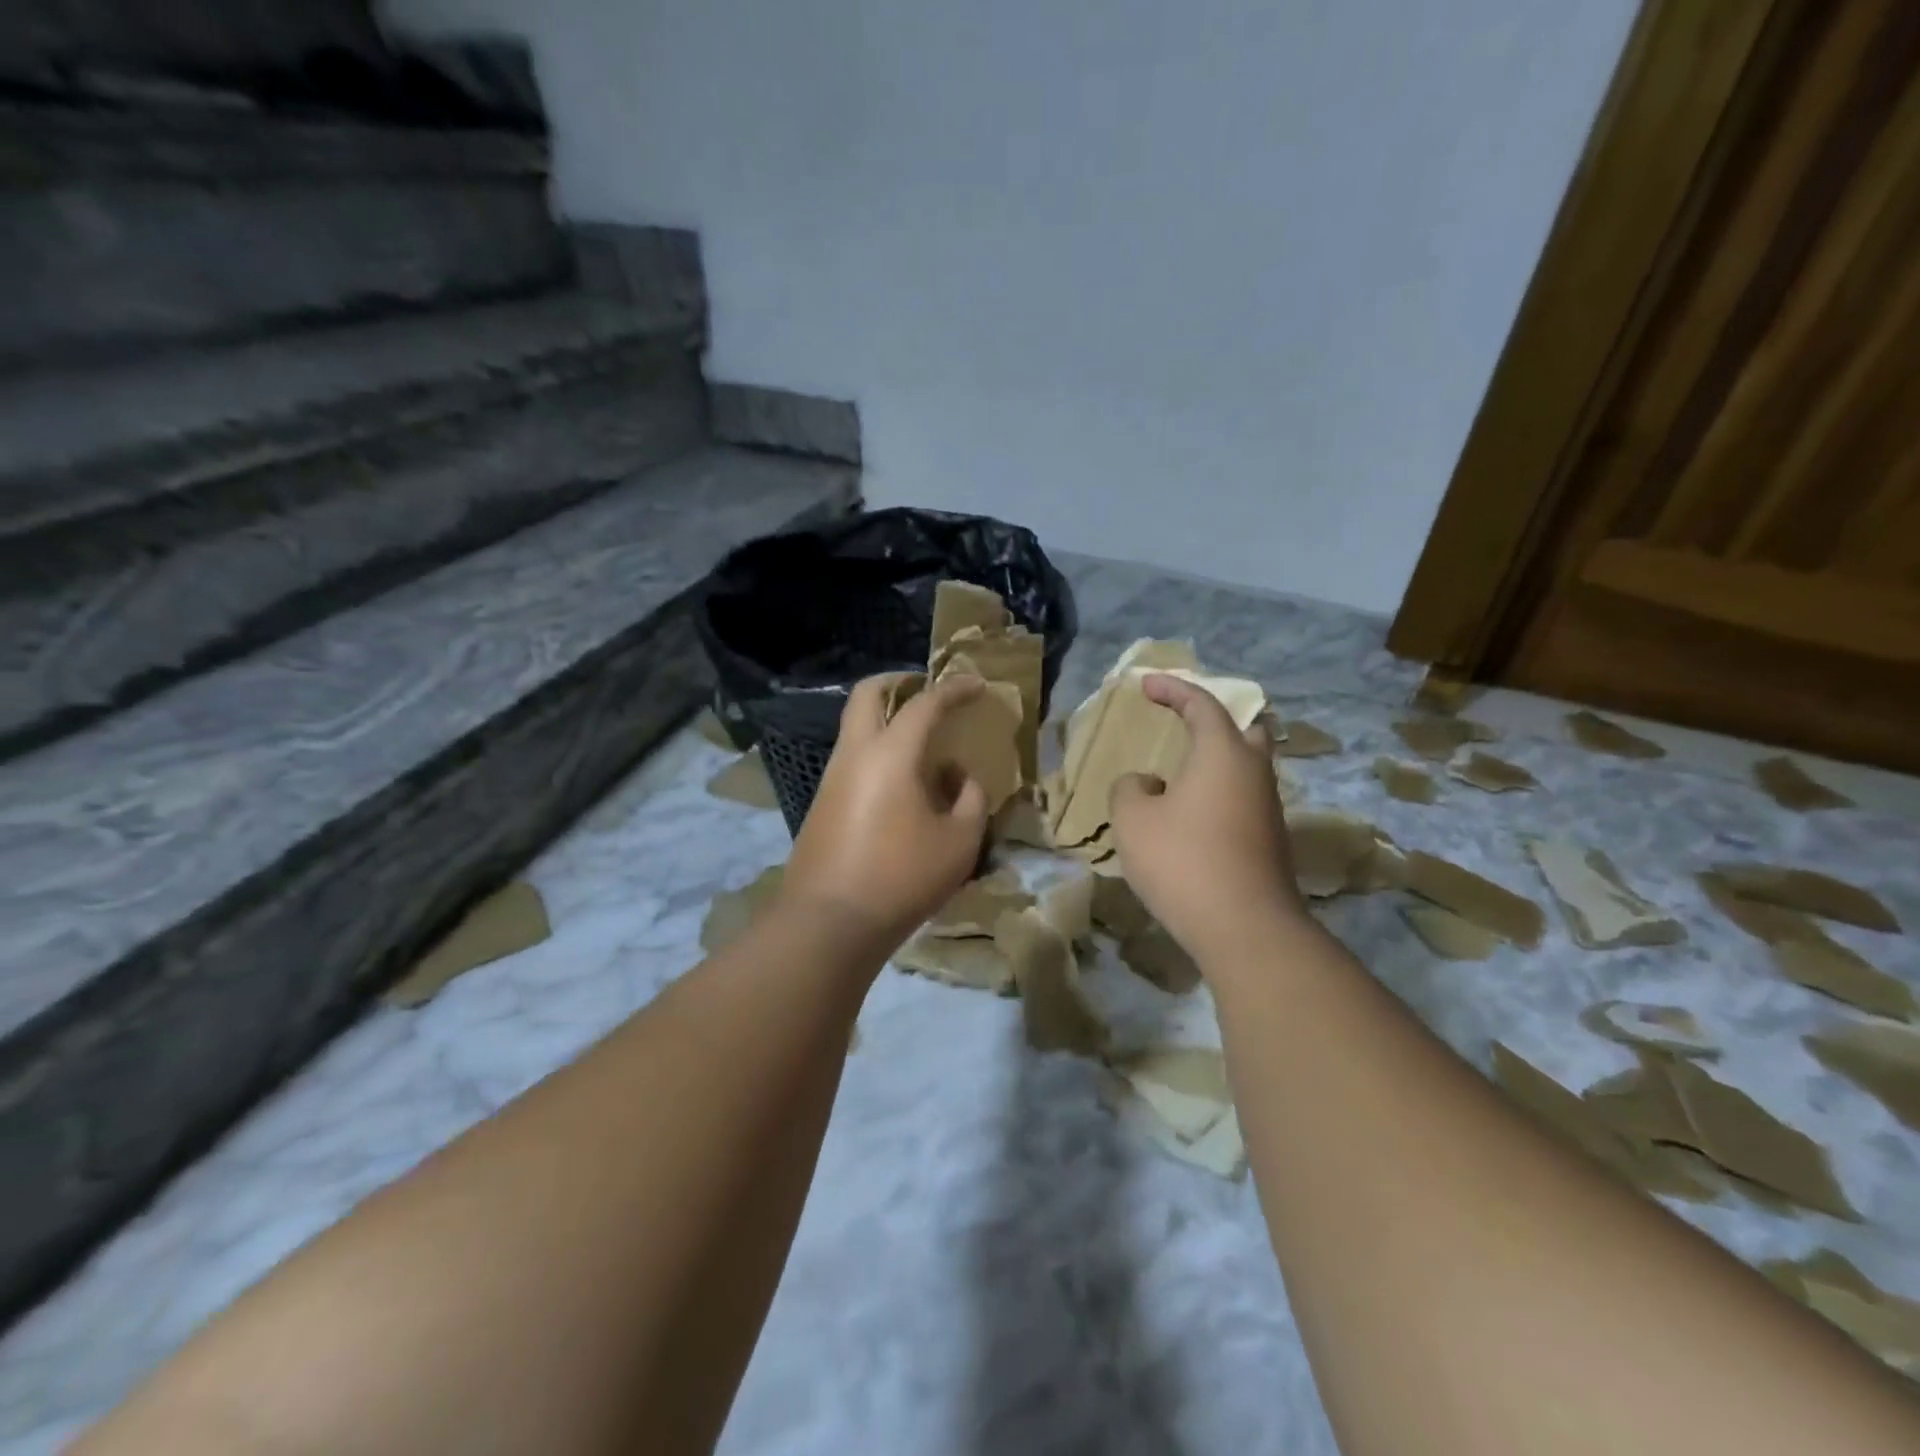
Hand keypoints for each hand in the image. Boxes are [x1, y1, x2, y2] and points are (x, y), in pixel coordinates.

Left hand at [781, 672, 990, 947]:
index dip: (954, 689)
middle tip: (925, 692)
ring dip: (886, 722)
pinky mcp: (822, 804)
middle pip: (867, 694)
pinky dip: (878, 754)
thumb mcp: (959, 841)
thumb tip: (961, 778)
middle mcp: (855, 754)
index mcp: (891, 753)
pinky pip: (853, 761)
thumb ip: (971, 800)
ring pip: (855, 728)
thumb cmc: (902, 877)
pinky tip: (902, 788)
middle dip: (897, 682)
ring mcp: (832, 778)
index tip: (976, 685)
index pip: (925, 703)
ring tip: (923, 750)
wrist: (829, 922)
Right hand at [1109, 674, 1306, 964]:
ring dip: (1214, 764)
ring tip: (1177, 779)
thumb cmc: (1183, 860)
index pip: (1201, 704)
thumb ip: (1130, 789)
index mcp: (1223, 753)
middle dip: (1214, 722)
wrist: (1244, 927)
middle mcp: (1254, 773)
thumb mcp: (1133, 819)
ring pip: (1245, 769)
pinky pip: (1242, 801)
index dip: (1172, 689)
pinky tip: (1190, 819)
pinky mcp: (1269, 843)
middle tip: (1185, 725)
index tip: (1145, 685)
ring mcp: (1268, 810)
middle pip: (1244, 731)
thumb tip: (1146, 784)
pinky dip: (1218, 795)